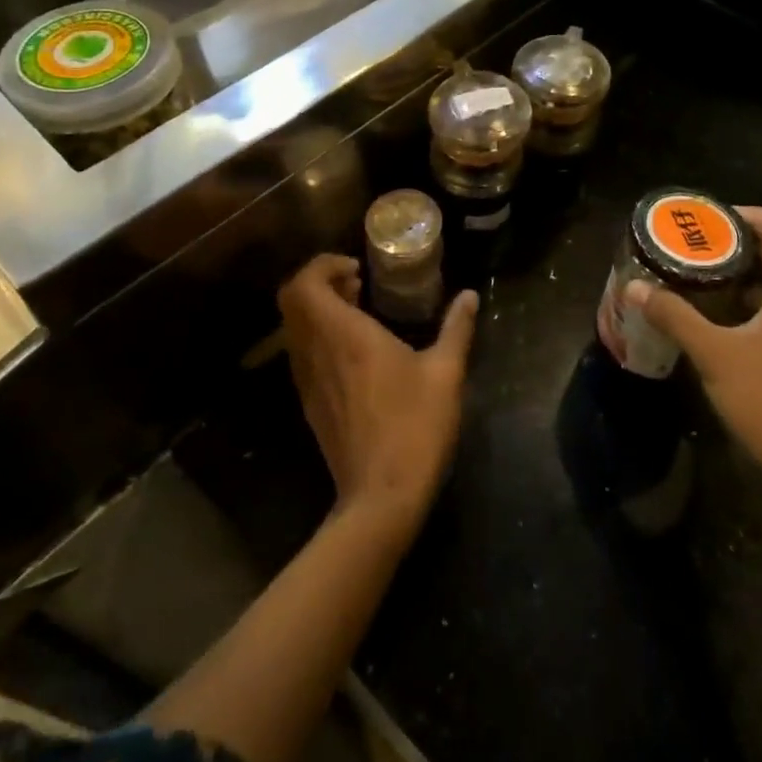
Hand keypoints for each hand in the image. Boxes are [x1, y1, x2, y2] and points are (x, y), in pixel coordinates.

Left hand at [278, 255, 477, 531]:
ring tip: (359, 313)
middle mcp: (316, 352)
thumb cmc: (415, 426)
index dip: (323, 265)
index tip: (357, 269)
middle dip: (319, 283)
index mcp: (344, 335)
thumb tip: (470, 296)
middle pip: (291, 301)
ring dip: (318, 311)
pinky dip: (319, 338)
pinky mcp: (309, 404)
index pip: (305, 284)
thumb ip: (457, 328)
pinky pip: (302, 354)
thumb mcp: (445, 373)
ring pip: (294, 329)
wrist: (382, 496)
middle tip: (356, 285)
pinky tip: (355, 353)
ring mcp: (307, 381)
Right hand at [627, 208, 761, 487]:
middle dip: (743, 244)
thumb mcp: (714, 354)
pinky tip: (721, 316)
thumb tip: (636, 288)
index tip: (717, 222)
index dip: (756, 216)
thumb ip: (675, 316)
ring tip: (703, 274)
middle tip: (699, 244)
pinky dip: (756, 301)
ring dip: (748, 274)